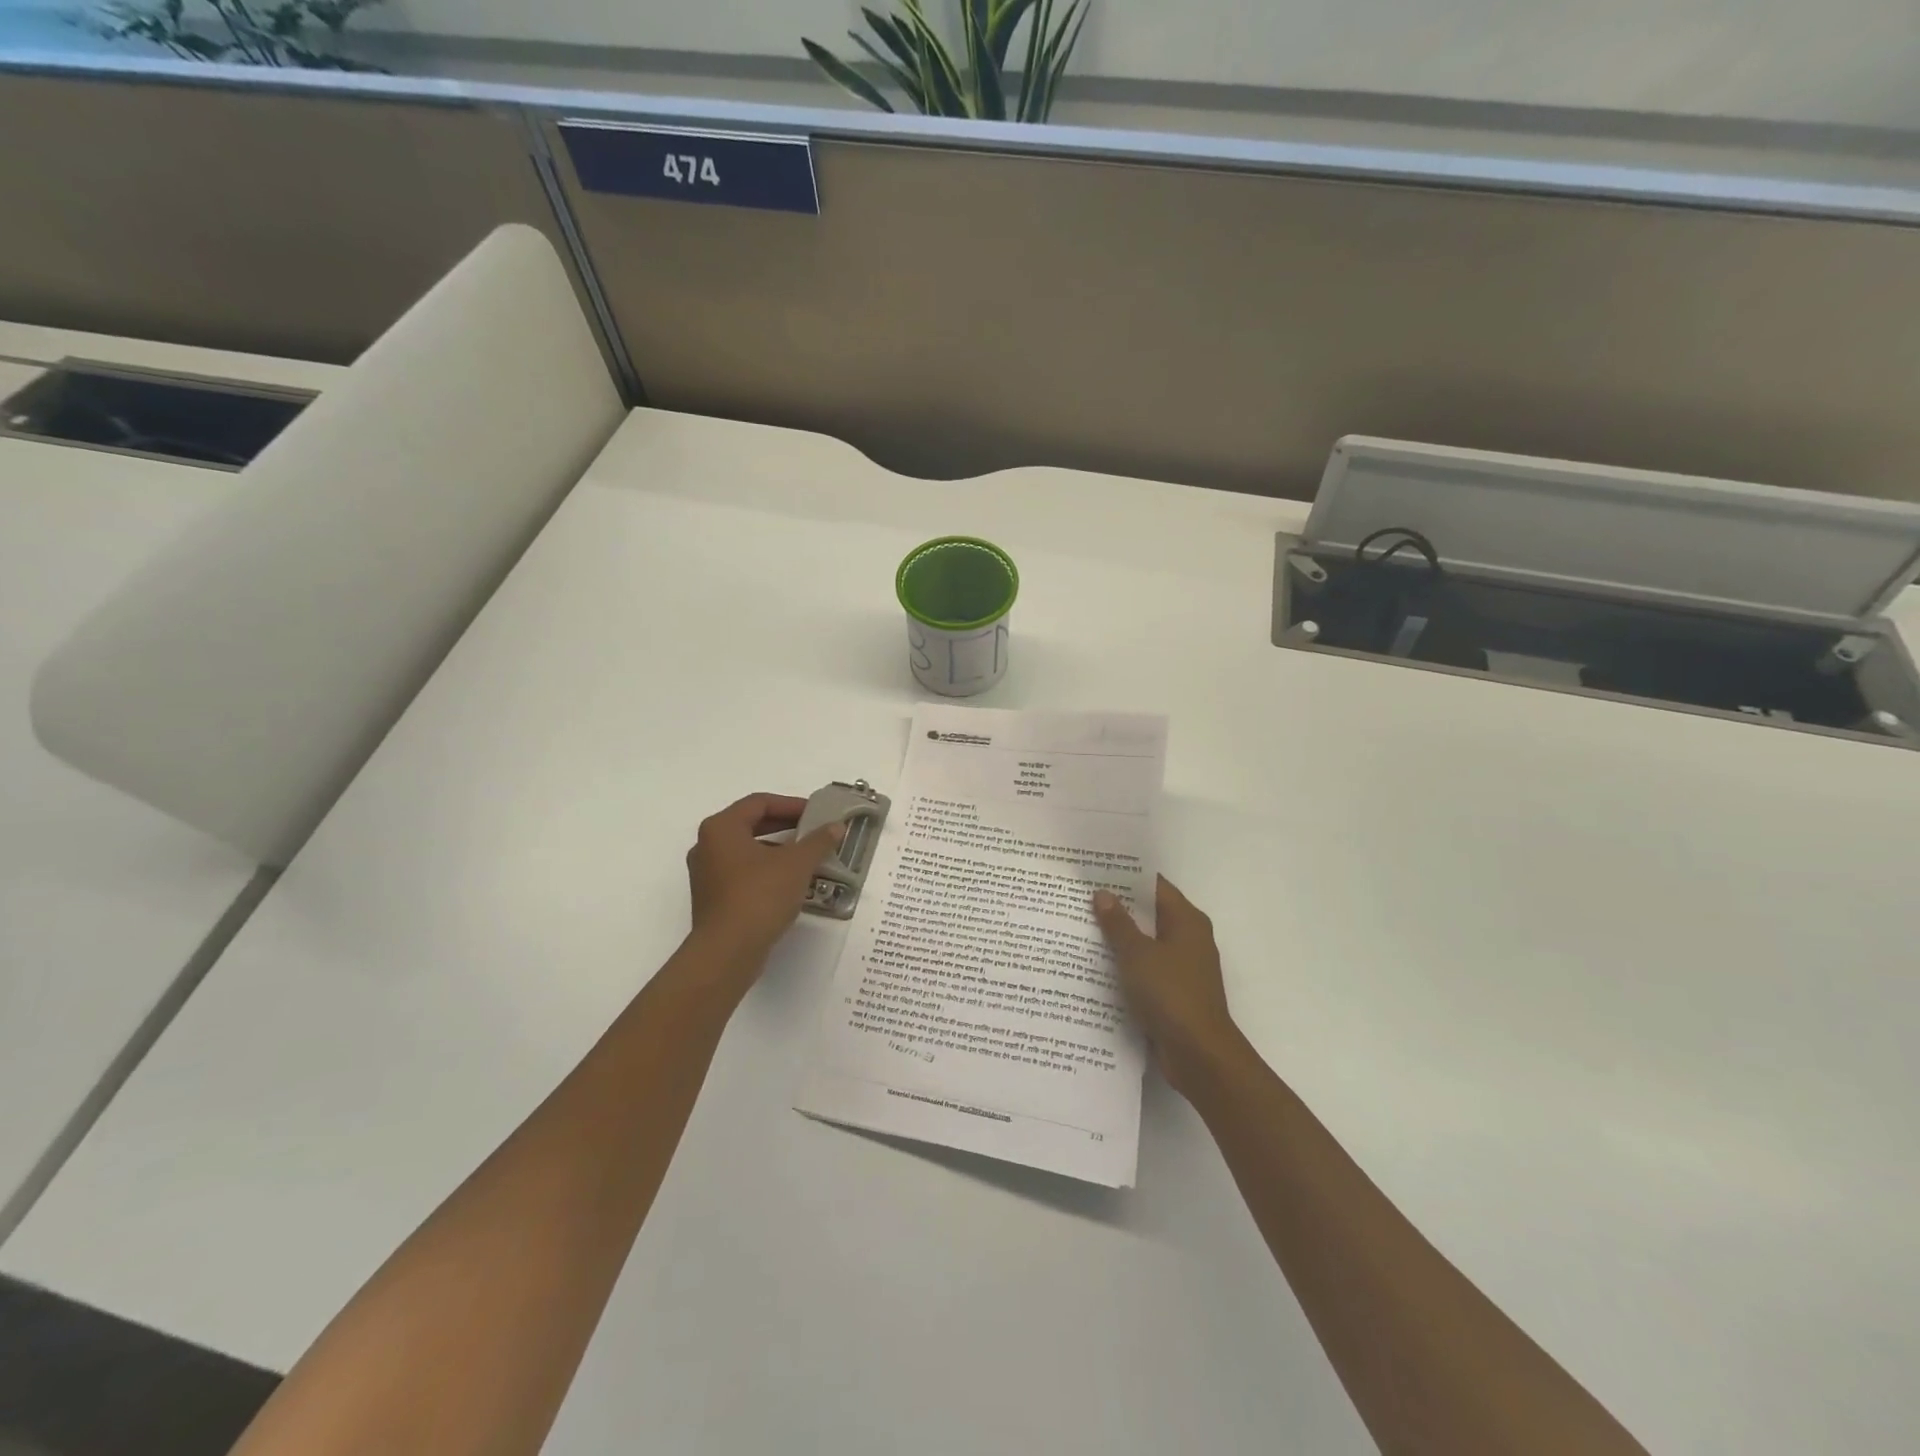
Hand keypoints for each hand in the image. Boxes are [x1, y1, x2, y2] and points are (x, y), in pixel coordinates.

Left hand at [684, 793, 844, 977]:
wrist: (728, 952)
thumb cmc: (759, 896)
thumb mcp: (797, 864)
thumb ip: (818, 841)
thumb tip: (836, 826)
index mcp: (721, 828)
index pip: (759, 803)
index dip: (791, 804)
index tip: (817, 814)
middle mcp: (707, 846)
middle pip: (751, 825)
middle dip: (786, 826)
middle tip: (815, 831)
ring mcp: (707, 874)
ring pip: (747, 851)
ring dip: (778, 850)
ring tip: (808, 857)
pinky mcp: (713, 899)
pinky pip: (743, 873)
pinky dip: (767, 871)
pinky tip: (791, 883)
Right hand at [1094, 877, 1241, 1096]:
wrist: (1199, 1055)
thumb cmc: (1170, 994)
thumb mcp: (1138, 954)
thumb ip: (1118, 923)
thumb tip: (1103, 893)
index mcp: (1187, 921)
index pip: (1155, 886)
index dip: (1126, 877)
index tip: (1096, 870)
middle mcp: (1189, 939)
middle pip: (1150, 913)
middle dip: (1118, 907)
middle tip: (1080, 897)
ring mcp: (1183, 968)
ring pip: (1146, 943)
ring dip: (1120, 938)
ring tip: (1080, 928)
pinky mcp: (1175, 993)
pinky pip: (1146, 969)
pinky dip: (1126, 965)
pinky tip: (1096, 966)